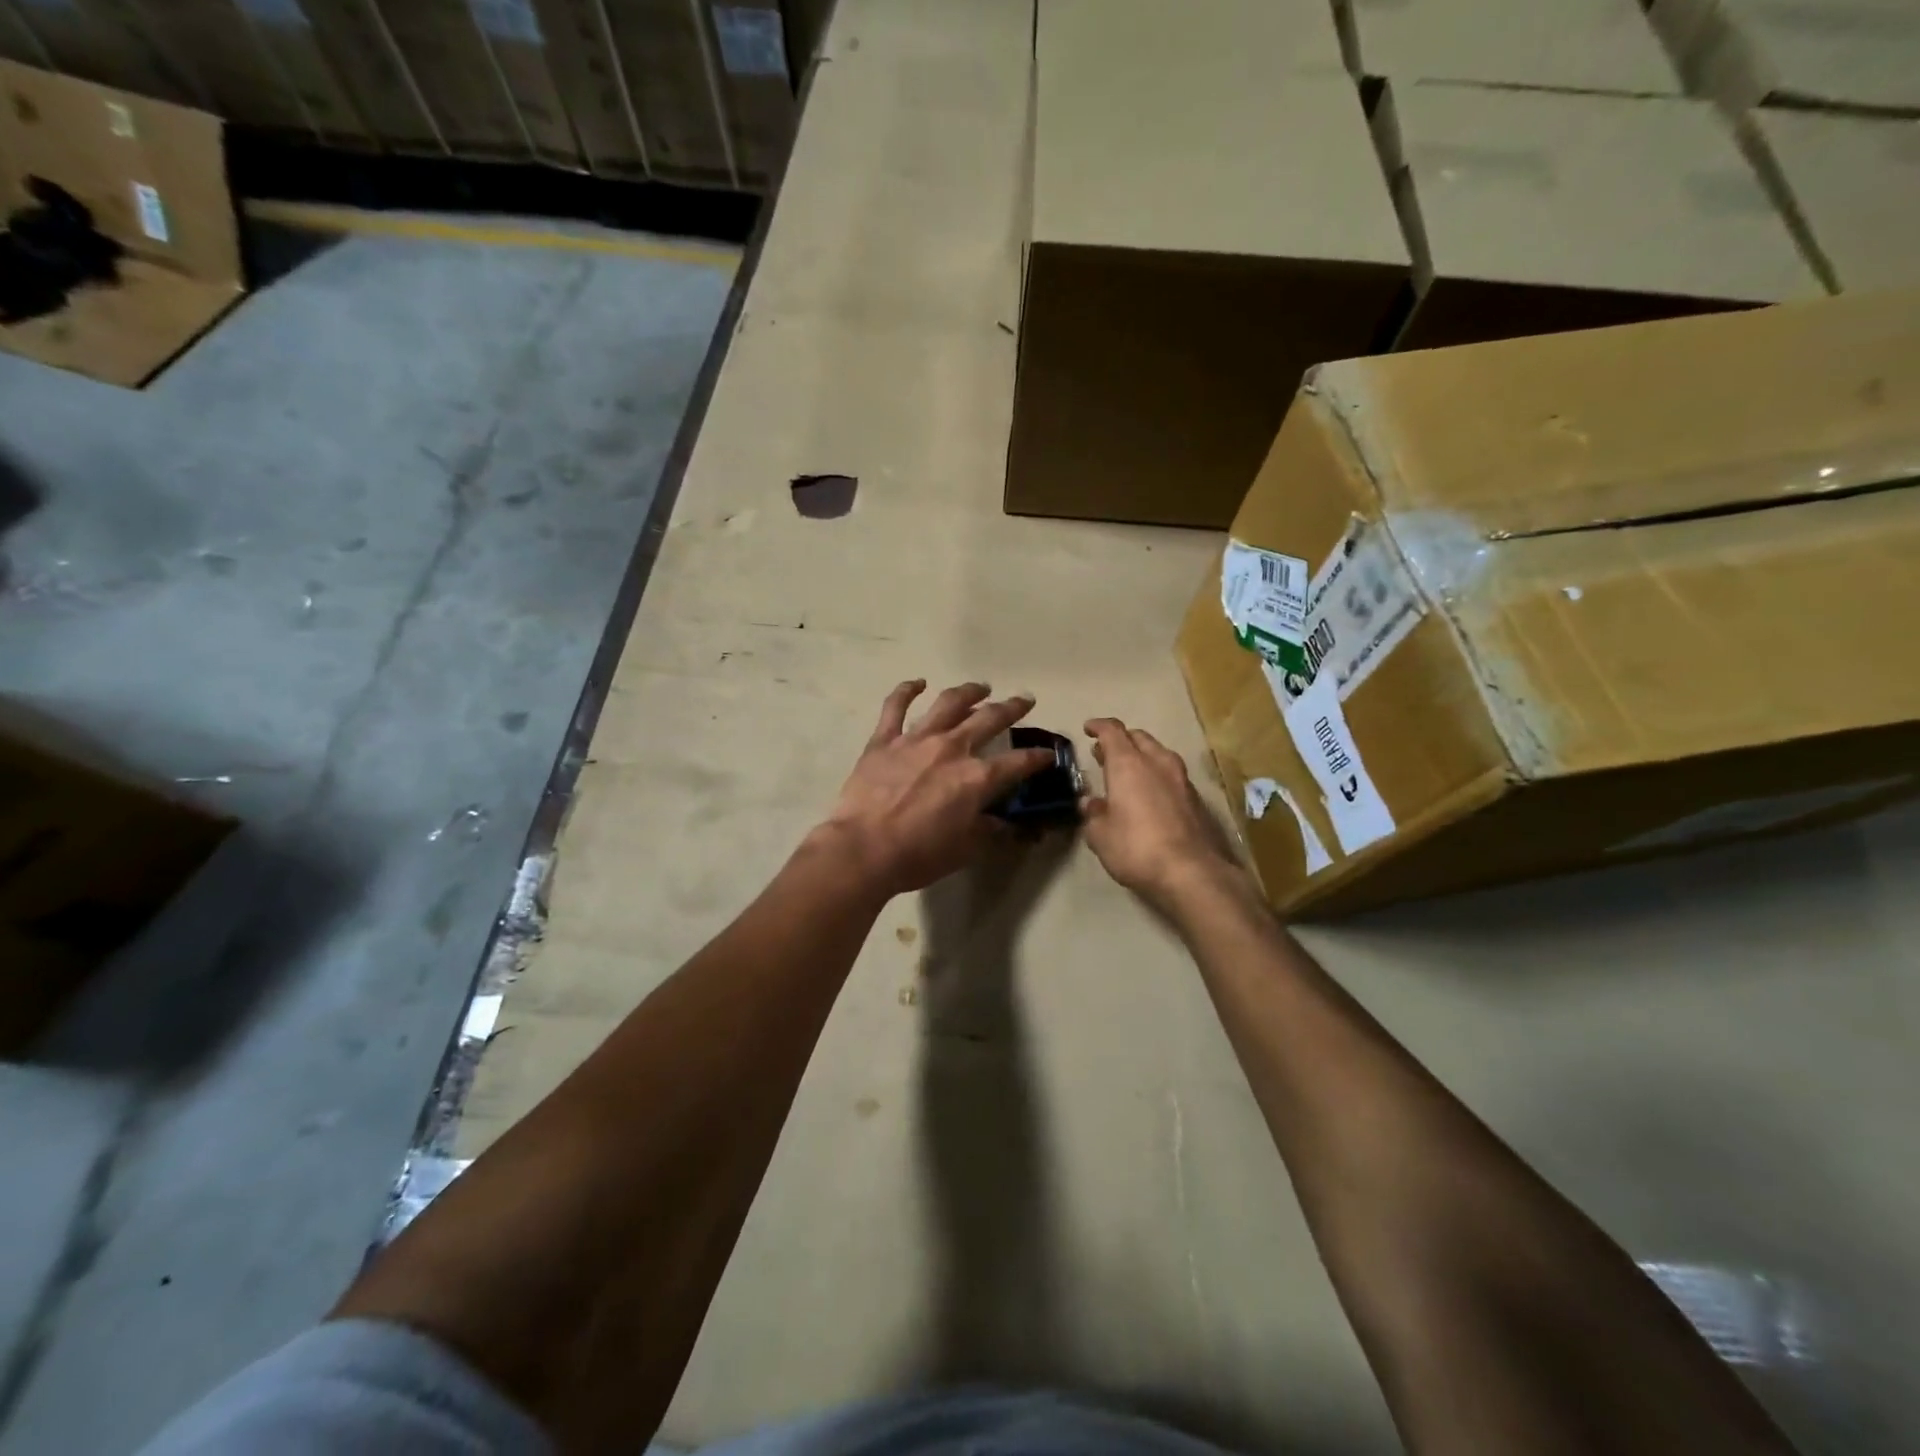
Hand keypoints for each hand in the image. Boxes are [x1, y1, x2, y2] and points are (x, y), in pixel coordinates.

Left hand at [819, 681, 1053, 896]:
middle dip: (1012, 708)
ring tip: (981, 687)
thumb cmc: (918, 855)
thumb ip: (990, 832)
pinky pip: (896, 706)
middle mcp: (952, 749)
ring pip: (948, 704)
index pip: (1018, 763)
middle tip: (1024, 700)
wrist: (863, 849)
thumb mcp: (965, 850)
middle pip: (989, 719)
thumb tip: (1009, 825)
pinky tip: (917, 683)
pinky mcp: (884, 740)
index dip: (1037, 758)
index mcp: (977, 778)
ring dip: (969, 692)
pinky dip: (907, 690)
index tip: (1048, 754)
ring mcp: (916, 739)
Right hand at [1081, 718, 1247, 912]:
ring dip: (1142, 756)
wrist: (1191, 872)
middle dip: (1121, 740)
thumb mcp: (1100, 835)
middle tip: (1104, 753)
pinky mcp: (1196, 798)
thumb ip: (1093, 814)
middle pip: (1138, 737)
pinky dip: (1157, 775)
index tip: (1088, 729)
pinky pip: (1172, 775)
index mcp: (1128, 764)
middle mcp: (1157, 762)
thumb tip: (1091, 803)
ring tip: (1128, 771)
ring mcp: (1181, 779)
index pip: (1112, 731)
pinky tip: (1150, 793)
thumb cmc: (1136, 848)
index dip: (1099, 726)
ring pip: (1159, 753)